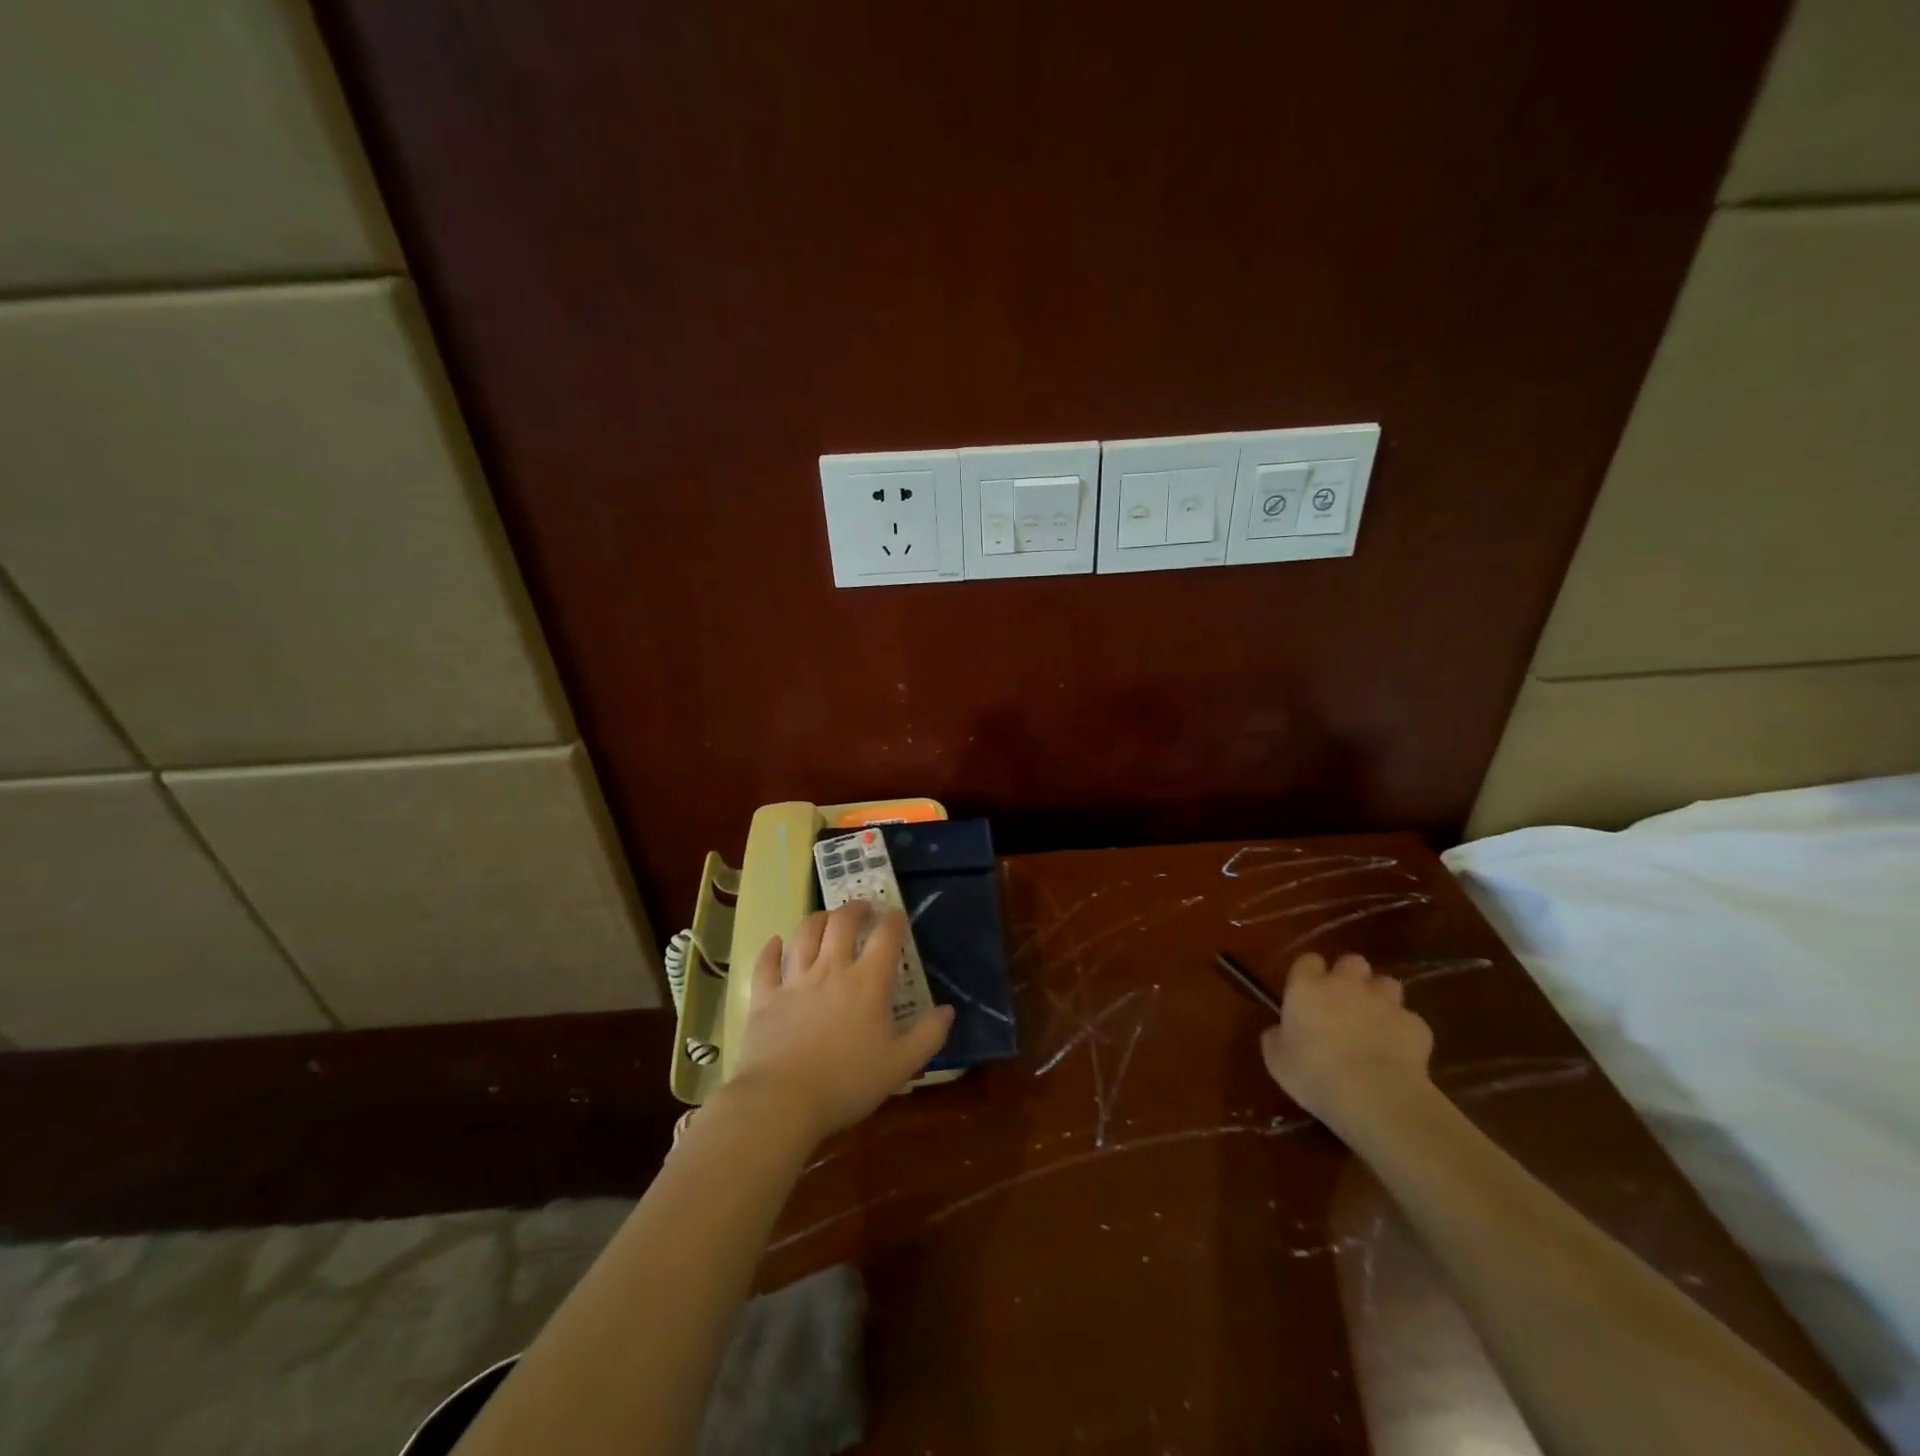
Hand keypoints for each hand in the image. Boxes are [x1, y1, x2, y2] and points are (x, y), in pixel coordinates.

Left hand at [729, 903, 954, 1144]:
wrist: (782, 1100)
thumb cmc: (848, 1082)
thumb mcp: (901, 1065)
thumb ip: (928, 1035)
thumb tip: (948, 1010)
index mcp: (868, 982)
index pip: (886, 936)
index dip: (894, 920)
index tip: (897, 916)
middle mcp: (831, 969)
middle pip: (841, 922)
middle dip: (854, 909)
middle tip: (862, 909)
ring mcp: (794, 980)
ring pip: (804, 934)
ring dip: (817, 919)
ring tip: (825, 918)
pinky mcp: (764, 997)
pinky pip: (766, 964)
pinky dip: (771, 949)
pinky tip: (775, 941)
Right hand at [1260, 952, 1433, 1135]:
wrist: (1375, 1096)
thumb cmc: (1315, 1074)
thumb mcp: (1278, 1061)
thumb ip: (1276, 1038)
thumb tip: (1278, 1031)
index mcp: (1307, 987)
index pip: (1308, 960)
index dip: (1309, 973)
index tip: (1307, 991)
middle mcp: (1346, 985)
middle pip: (1352, 962)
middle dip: (1350, 976)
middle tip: (1345, 1002)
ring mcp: (1385, 1002)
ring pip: (1387, 984)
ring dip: (1381, 997)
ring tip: (1376, 1022)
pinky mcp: (1416, 1026)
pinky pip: (1410, 1020)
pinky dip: (1404, 1031)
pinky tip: (1399, 1051)